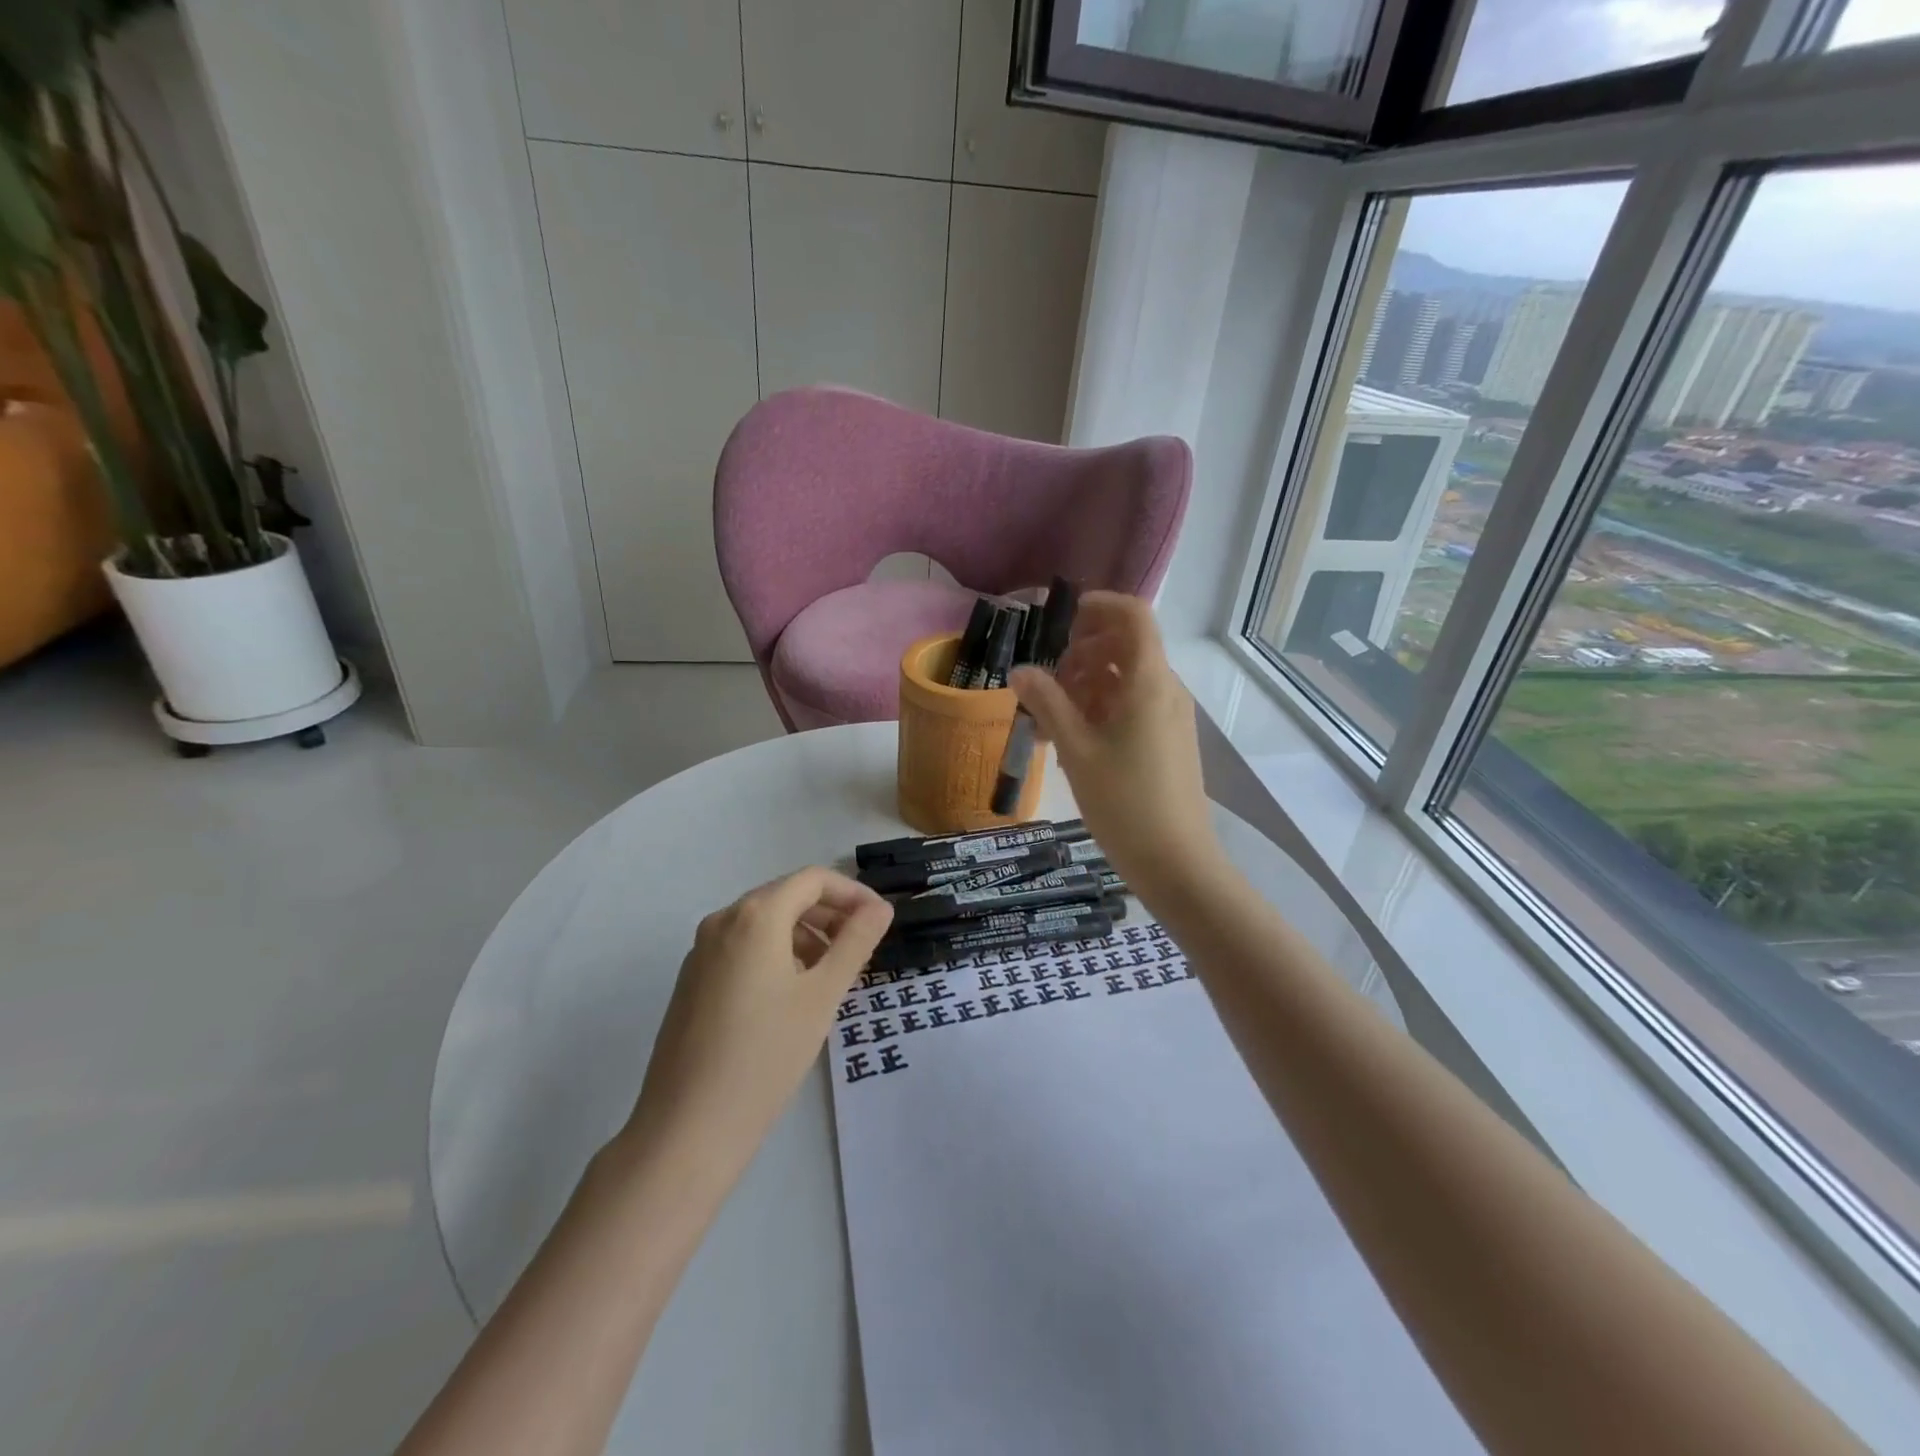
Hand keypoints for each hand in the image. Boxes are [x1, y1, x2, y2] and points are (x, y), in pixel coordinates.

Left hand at [628, 868, 892, 1170]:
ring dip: (805, 935)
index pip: (813, 880)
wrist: (688, 1128)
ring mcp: (701, 951)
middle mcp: (723, 921)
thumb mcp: (822, 995)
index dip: (853, 893)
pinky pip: (743, 947)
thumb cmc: (766, 1055)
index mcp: (755, 915)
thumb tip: (880, 908)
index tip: (880, 922)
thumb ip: (856, 942)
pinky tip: (793, 995)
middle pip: (787, 896)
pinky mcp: (692, 980)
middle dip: (830, 915)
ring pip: (765, 923)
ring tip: (832, 975)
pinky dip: (777, 954)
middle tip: (862, 949)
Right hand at [1010, 592, 1220, 896]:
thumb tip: (1019, 670)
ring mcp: (1169, 715)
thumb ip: (1047, 703)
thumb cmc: (1124, 802)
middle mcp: (1165, 689)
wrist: (1176, 862)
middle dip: (1082, 652)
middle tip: (1047, 682)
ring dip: (1087, 683)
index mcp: (1148, 681)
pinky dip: (1101, 708)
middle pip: (1125, 645)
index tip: (1062, 620)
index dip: (1099, 606)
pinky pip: (1132, 705)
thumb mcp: (1076, 750)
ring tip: (1050, 717)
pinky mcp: (1167, 740)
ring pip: (1125, 678)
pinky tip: (1071, 740)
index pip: (1134, 615)